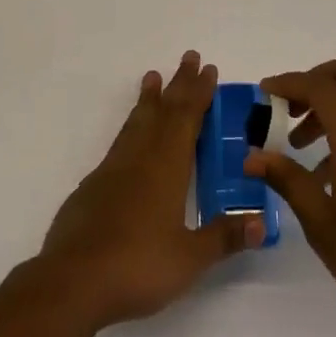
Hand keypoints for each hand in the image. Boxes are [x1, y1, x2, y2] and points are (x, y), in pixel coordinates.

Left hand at [36, 51, 263, 332]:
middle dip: (179, 83)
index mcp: (168, 166)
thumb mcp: (189, 258)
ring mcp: (114, 168)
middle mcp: (142, 156)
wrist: (73, 280)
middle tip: (189, 56)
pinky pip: (120, 141)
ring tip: (153, 77)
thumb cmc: (138, 265)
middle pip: (164, 110)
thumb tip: (262, 222)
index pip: (188, 118)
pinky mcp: (94, 185)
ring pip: (137, 121)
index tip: (209, 69)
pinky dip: (130, 126)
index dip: (200, 92)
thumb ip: (224, 237)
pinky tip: (130, 136)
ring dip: (150, 97)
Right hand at [246, 55, 335, 335]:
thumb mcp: (320, 221)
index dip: (290, 83)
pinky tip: (326, 171)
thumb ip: (287, 179)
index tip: (264, 94)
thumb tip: (252, 157)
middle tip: (288, 108)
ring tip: (298, 145)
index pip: (320, 86)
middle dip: (314, 80)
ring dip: (328, 104)